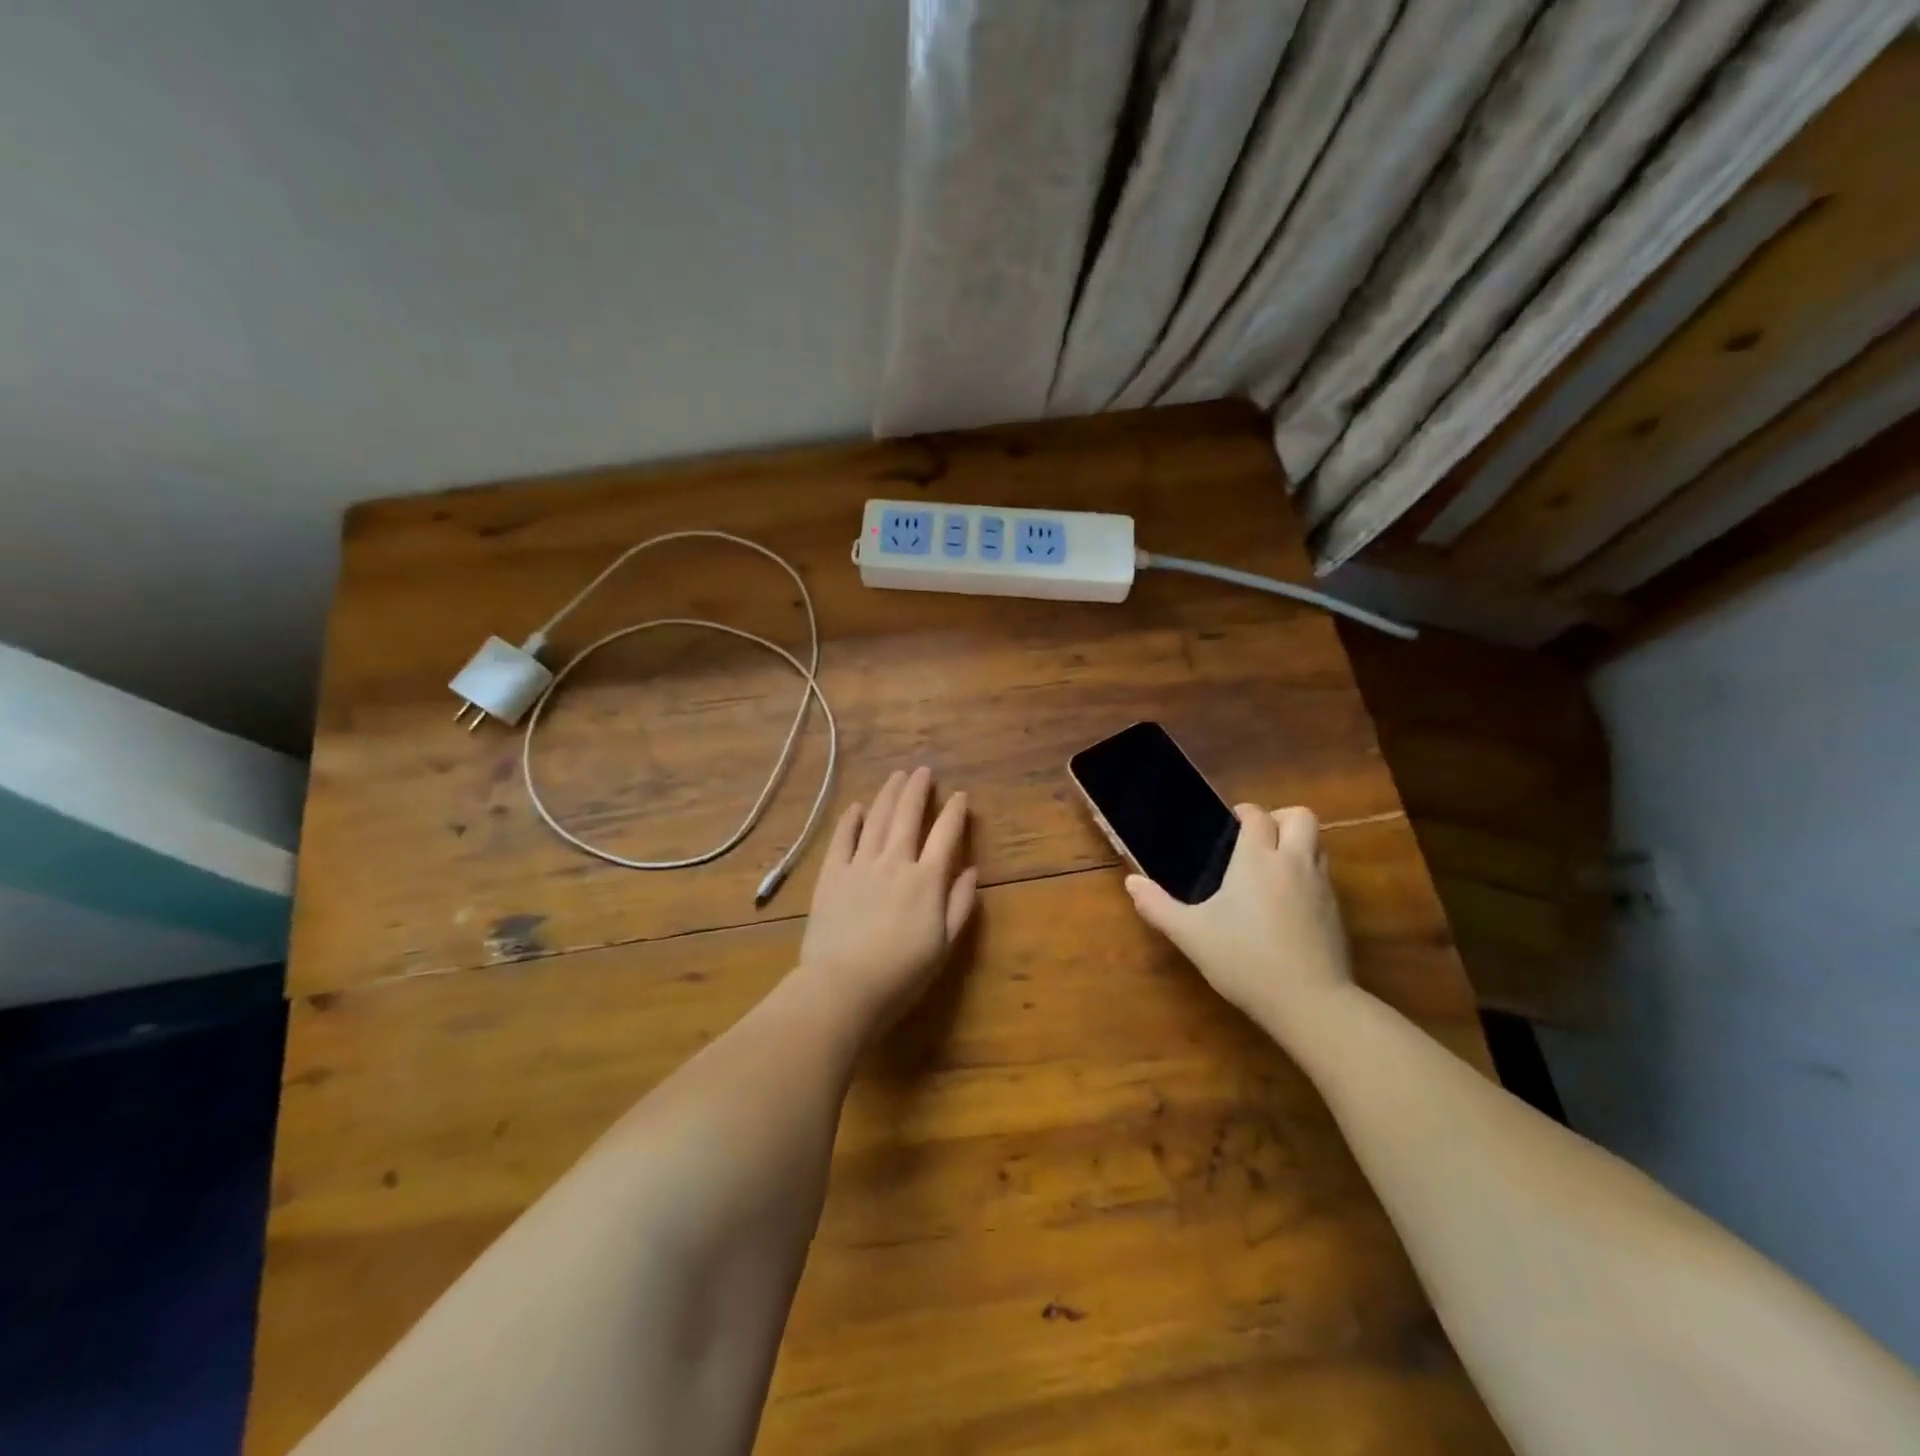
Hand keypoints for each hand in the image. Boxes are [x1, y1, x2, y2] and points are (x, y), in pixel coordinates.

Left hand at [798, 766, 977, 1036]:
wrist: (843, 987)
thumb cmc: (901, 974)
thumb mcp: (943, 945)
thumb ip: (959, 905)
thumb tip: (971, 871)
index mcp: (926, 879)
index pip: (946, 835)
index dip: (955, 812)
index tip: (960, 796)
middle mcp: (895, 861)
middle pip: (908, 815)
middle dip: (918, 789)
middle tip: (923, 771)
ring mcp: (860, 864)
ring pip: (877, 819)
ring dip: (888, 794)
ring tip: (897, 776)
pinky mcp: (832, 874)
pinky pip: (842, 838)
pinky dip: (851, 819)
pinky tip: (856, 807)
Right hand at [1125, 804, 1353, 1036]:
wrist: (1310, 1002)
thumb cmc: (1244, 959)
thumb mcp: (1191, 935)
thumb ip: (1158, 906)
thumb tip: (1131, 882)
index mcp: (1257, 859)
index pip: (1257, 816)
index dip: (1244, 814)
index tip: (1229, 826)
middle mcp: (1293, 862)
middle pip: (1300, 817)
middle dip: (1280, 818)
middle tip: (1256, 841)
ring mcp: (1321, 886)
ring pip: (1318, 843)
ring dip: (1297, 844)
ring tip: (1271, 868)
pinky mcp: (1337, 912)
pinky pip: (1324, 876)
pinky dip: (1307, 874)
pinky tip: (1287, 903)